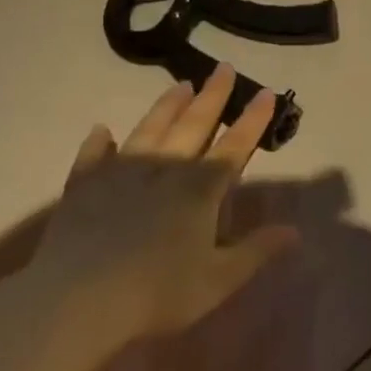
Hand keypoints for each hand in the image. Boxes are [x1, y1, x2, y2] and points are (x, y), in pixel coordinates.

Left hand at [33, 64, 299, 338]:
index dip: (253, 119)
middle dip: (213, 96)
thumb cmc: (157, 293)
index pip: (234, 145)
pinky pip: (93, 157)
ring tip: (180, 85)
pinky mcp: (83, 188)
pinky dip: (98, 142)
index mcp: (200, 189)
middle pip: (193, 125)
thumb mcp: (218, 280)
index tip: (267, 92)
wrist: (75, 302)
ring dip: (167, 106)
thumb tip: (295, 232)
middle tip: (223, 68)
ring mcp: (120, 174)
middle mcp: (164, 170)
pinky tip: (101, 130)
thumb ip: (257, 251)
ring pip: (149, 130)